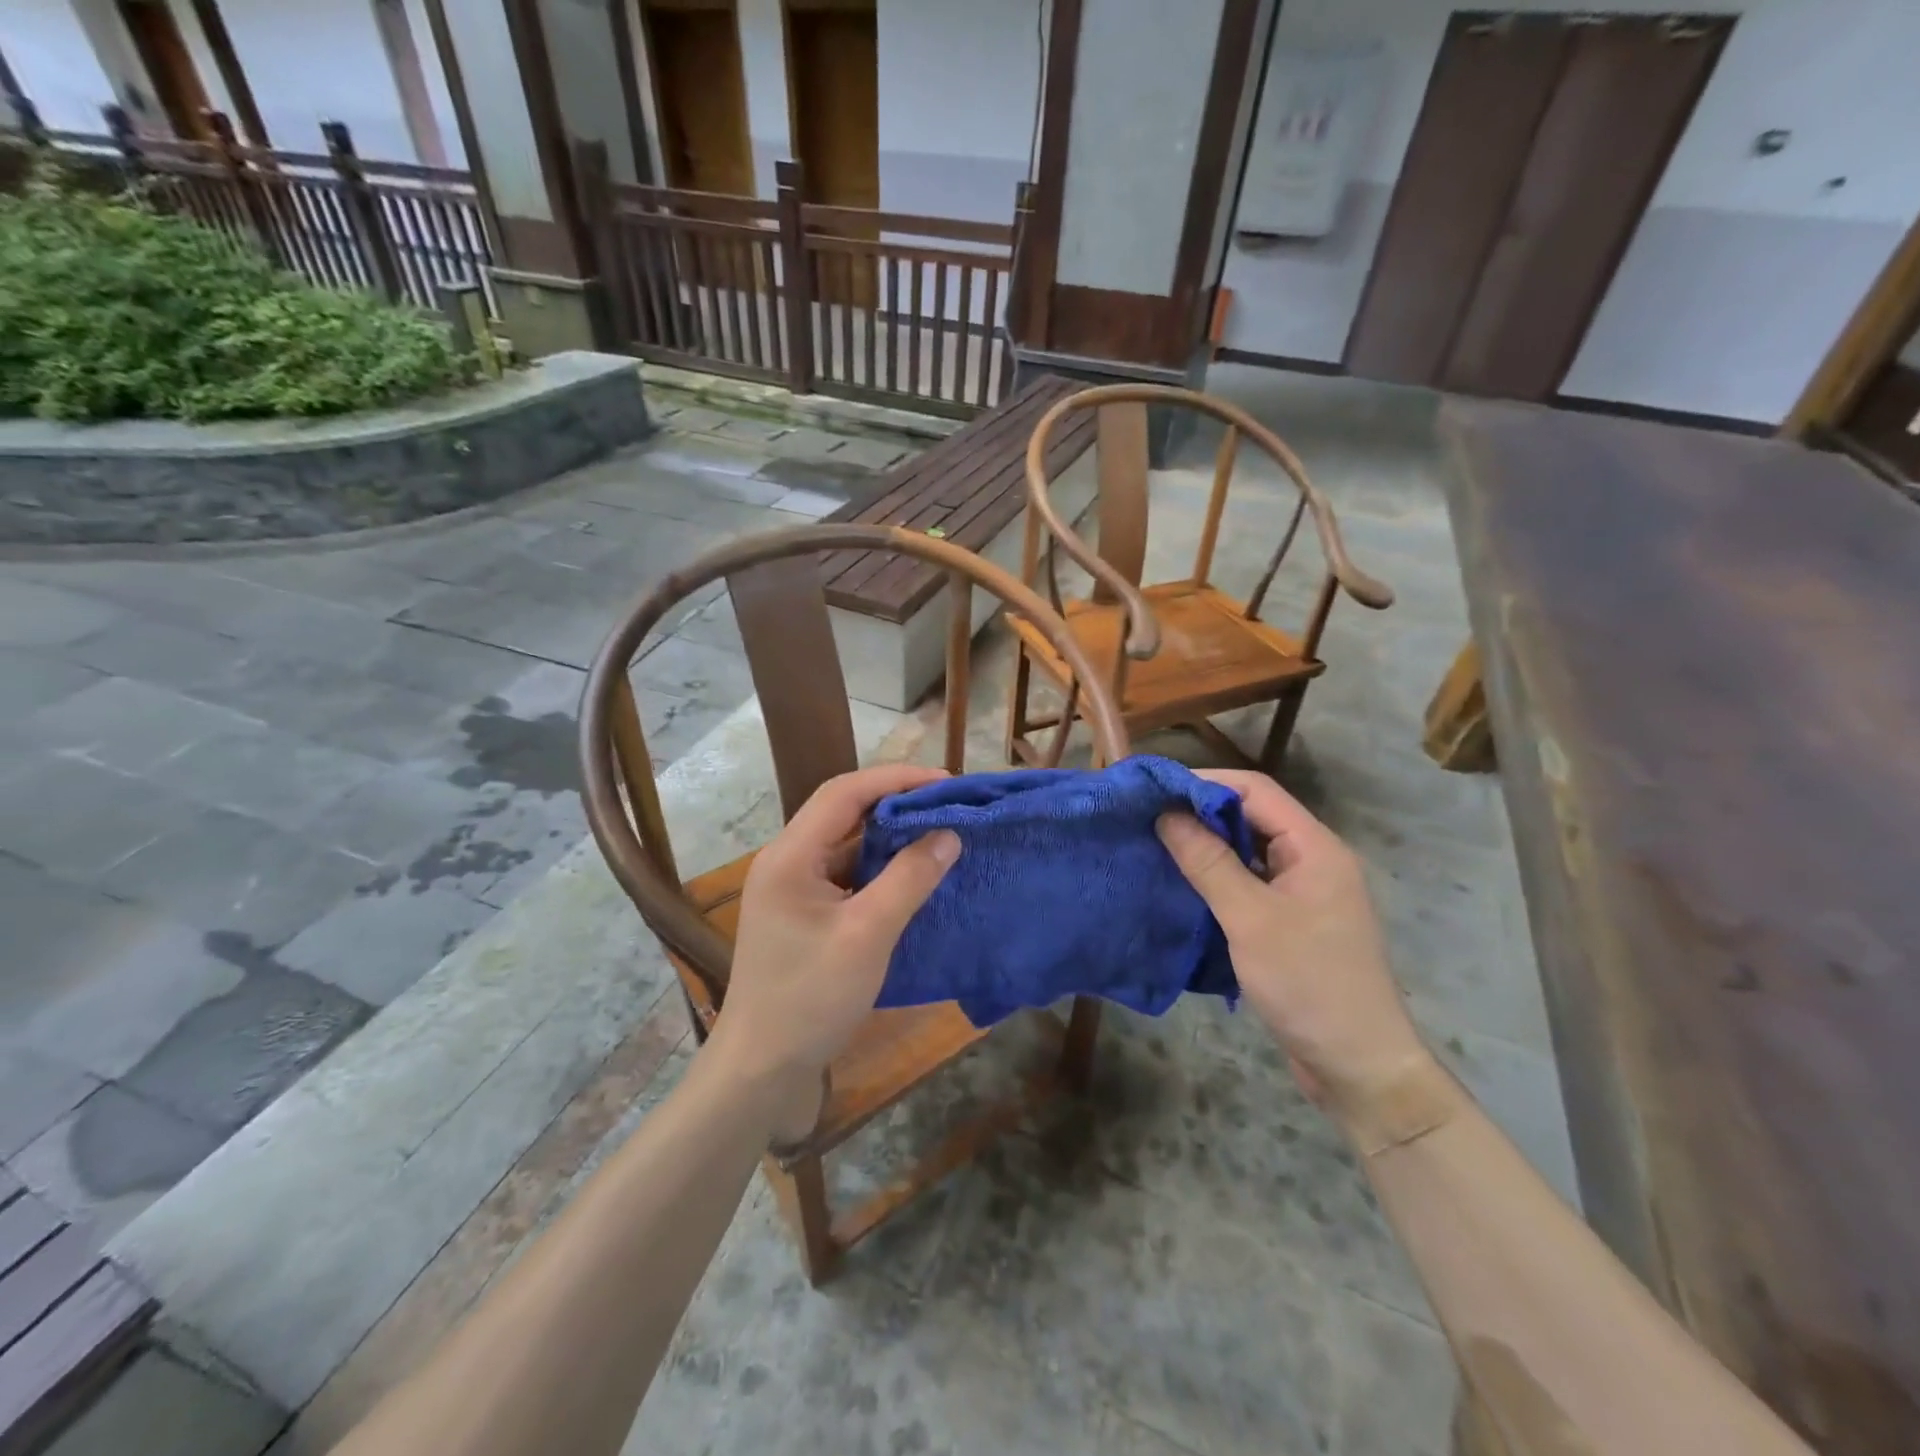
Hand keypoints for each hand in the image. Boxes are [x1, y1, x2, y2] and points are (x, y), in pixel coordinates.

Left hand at [710, 764, 960, 1140]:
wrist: (761, 1071)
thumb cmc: (810, 998)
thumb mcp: (867, 934)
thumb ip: (909, 879)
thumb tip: (949, 834)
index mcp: (790, 855)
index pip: (845, 792)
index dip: (896, 779)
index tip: (946, 783)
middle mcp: (787, 862)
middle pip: (844, 813)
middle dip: (896, 804)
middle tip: (948, 807)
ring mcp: (793, 892)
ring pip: (847, 846)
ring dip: (890, 838)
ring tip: (939, 834)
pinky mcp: (804, 917)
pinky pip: (847, 877)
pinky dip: (880, 870)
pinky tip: (913, 878)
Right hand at [1157, 769, 1436, 1133]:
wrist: (1358, 1066)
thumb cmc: (1308, 984)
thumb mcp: (1250, 919)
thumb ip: (1209, 862)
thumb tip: (1166, 814)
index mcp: (1315, 848)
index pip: (1256, 791)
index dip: (1206, 783)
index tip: (1156, 789)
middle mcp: (1313, 861)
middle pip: (1253, 817)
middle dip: (1201, 813)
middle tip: (1148, 818)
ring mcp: (1304, 893)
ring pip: (1249, 851)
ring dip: (1207, 846)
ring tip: (1157, 846)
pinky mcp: (1292, 923)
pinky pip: (1250, 884)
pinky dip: (1217, 878)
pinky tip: (1183, 886)